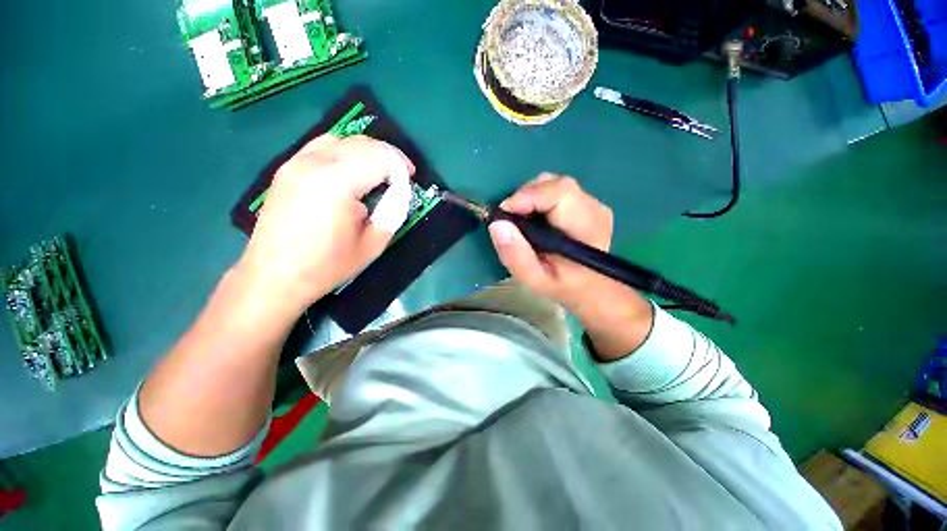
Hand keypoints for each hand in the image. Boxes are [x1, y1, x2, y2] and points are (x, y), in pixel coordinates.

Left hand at [236, 135, 414, 316]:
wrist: (275, 276)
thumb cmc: (328, 265)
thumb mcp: (373, 243)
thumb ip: (393, 211)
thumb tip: (400, 191)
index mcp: (337, 183)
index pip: (379, 156)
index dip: (400, 165)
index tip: (410, 179)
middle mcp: (313, 163)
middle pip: (361, 142)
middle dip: (387, 156)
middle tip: (399, 177)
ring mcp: (295, 162)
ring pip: (341, 139)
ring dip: (366, 152)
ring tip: (377, 173)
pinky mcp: (286, 168)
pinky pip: (322, 146)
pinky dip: (344, 152)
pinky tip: (350, 173)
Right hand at [489, 174, 652, 358]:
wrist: (588, 287)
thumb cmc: (561, 285)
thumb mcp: (534, 278)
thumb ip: (516, 255)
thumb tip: (497, 224)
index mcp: (586, 228)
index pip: (559, 193)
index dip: (527, 196)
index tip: (503, 214)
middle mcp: (594, 208)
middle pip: (554, 184)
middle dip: (525, 196)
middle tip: (511, 220)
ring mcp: (592, 203)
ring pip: (554, 184)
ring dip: (531, 197)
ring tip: (523, 222)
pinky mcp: (586, 202)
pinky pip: (556, 190)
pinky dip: (538, 199)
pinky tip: (535, 219)